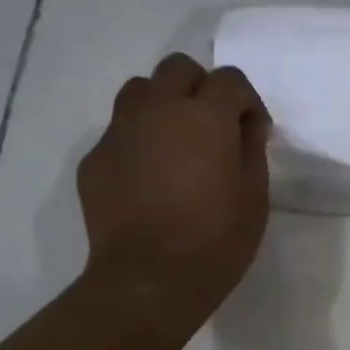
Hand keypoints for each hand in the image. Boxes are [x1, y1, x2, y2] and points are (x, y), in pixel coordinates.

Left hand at [77, 53, 271, 345]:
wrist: (148, 280)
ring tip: (176, 144)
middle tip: (213, 128)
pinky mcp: (95, 159)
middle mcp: (158, 110)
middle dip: (201, 88)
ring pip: (140, 91)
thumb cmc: (216, 240)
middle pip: (178, 68)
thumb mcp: (255, 195)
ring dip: (163, 105)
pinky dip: (138, 142)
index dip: (246, 102)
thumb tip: (245, 126)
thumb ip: (252, 148)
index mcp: (205, 116)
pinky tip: (148, 179)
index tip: (252, 133)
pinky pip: (119, 132)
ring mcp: (120, 132)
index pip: (230, 79)